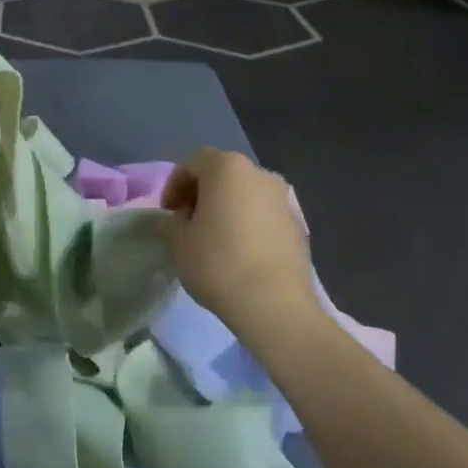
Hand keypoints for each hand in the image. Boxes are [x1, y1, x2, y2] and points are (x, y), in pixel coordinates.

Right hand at [159, 148, 318, 331]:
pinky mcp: (299, 226)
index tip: (169, 214)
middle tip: (188, 224)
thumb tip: (177, 222)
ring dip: (226, 209)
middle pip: (222, 175)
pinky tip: (240, 254)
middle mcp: (260, 174)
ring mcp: (284, 199)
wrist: (276, 306)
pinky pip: (264, 216)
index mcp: (228, 167)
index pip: (192, 162)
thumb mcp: (177, 242)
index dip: (174, 185)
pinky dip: (248, 225)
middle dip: (201, 194)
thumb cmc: (219, 263)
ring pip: (245, 194)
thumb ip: (170, 223)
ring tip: (214, 240)